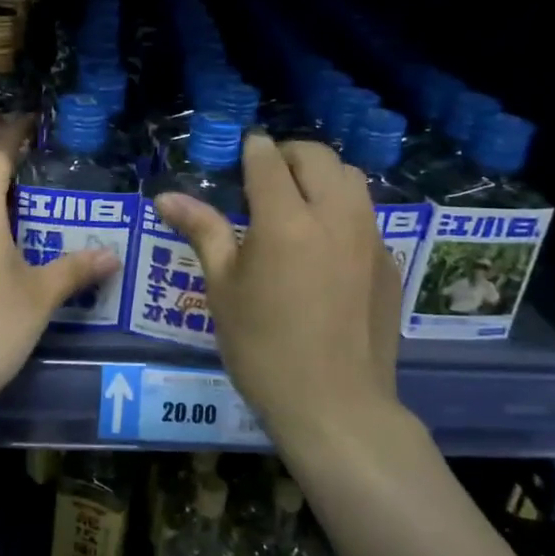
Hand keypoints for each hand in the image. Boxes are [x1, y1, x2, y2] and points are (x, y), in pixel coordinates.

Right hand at [155, 134, 402, 444]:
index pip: (269, 159)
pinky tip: (324, 246)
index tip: (241, 152)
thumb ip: (201, 231)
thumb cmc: (263, 347)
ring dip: (322, 176)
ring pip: (351, 179)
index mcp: (285, 220)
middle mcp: (334, 216)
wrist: (335, 406)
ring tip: (298, 202)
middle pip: (317, 157)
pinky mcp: (389, 263)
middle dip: (288, 155)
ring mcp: (369, 238)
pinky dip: (342, 210)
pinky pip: (366, 215)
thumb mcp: (223, 287)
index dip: (252, 149)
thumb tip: (166, 197)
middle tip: (265, 177)